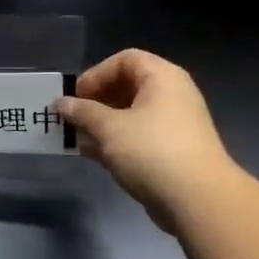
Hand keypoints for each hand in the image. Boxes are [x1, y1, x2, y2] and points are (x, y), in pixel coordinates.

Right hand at [57, 50, 235, 226]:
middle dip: (96, 101)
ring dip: (102, 124)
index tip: (75, 97)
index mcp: (162, 78)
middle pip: (128, 86)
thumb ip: (83, 112)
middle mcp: (171, 95)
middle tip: (73, 119)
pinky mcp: (171, 151)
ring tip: (78, 139)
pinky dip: (116, 142)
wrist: (196, 198)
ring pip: (131, 115)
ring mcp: (173, 125)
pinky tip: (94, 156)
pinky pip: (138, 137)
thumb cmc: (151, 151)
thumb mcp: (110, 128)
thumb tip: (61, 103)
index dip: (97, 74)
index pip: (125, 60)